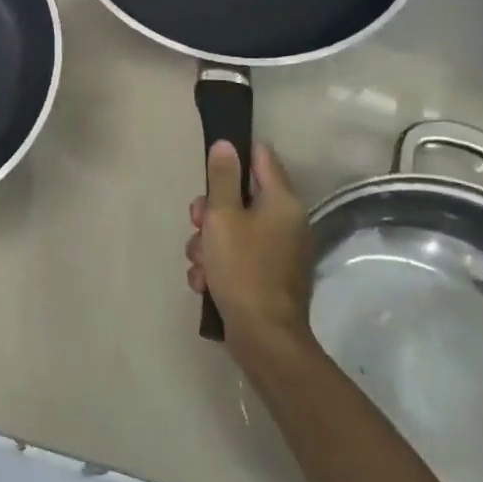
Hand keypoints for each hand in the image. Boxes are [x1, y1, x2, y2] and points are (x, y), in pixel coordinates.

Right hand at [185, 140, 315, 365]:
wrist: (264, 337)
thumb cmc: (242, 268)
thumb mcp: (222, 216)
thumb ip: (222, 178)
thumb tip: (227, 144)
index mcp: (282, 202)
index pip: (261, 158)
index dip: (235, 154)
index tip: (209, 163)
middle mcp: (286, 223)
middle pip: (240, 198)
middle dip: (210, 211)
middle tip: (196, 223)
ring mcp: (279, 252)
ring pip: (232, 230)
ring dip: (208, 243)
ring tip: (199, 263)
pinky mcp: (268, 277)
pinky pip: (236, 257)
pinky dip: (217, 265)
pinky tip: (205, 281)